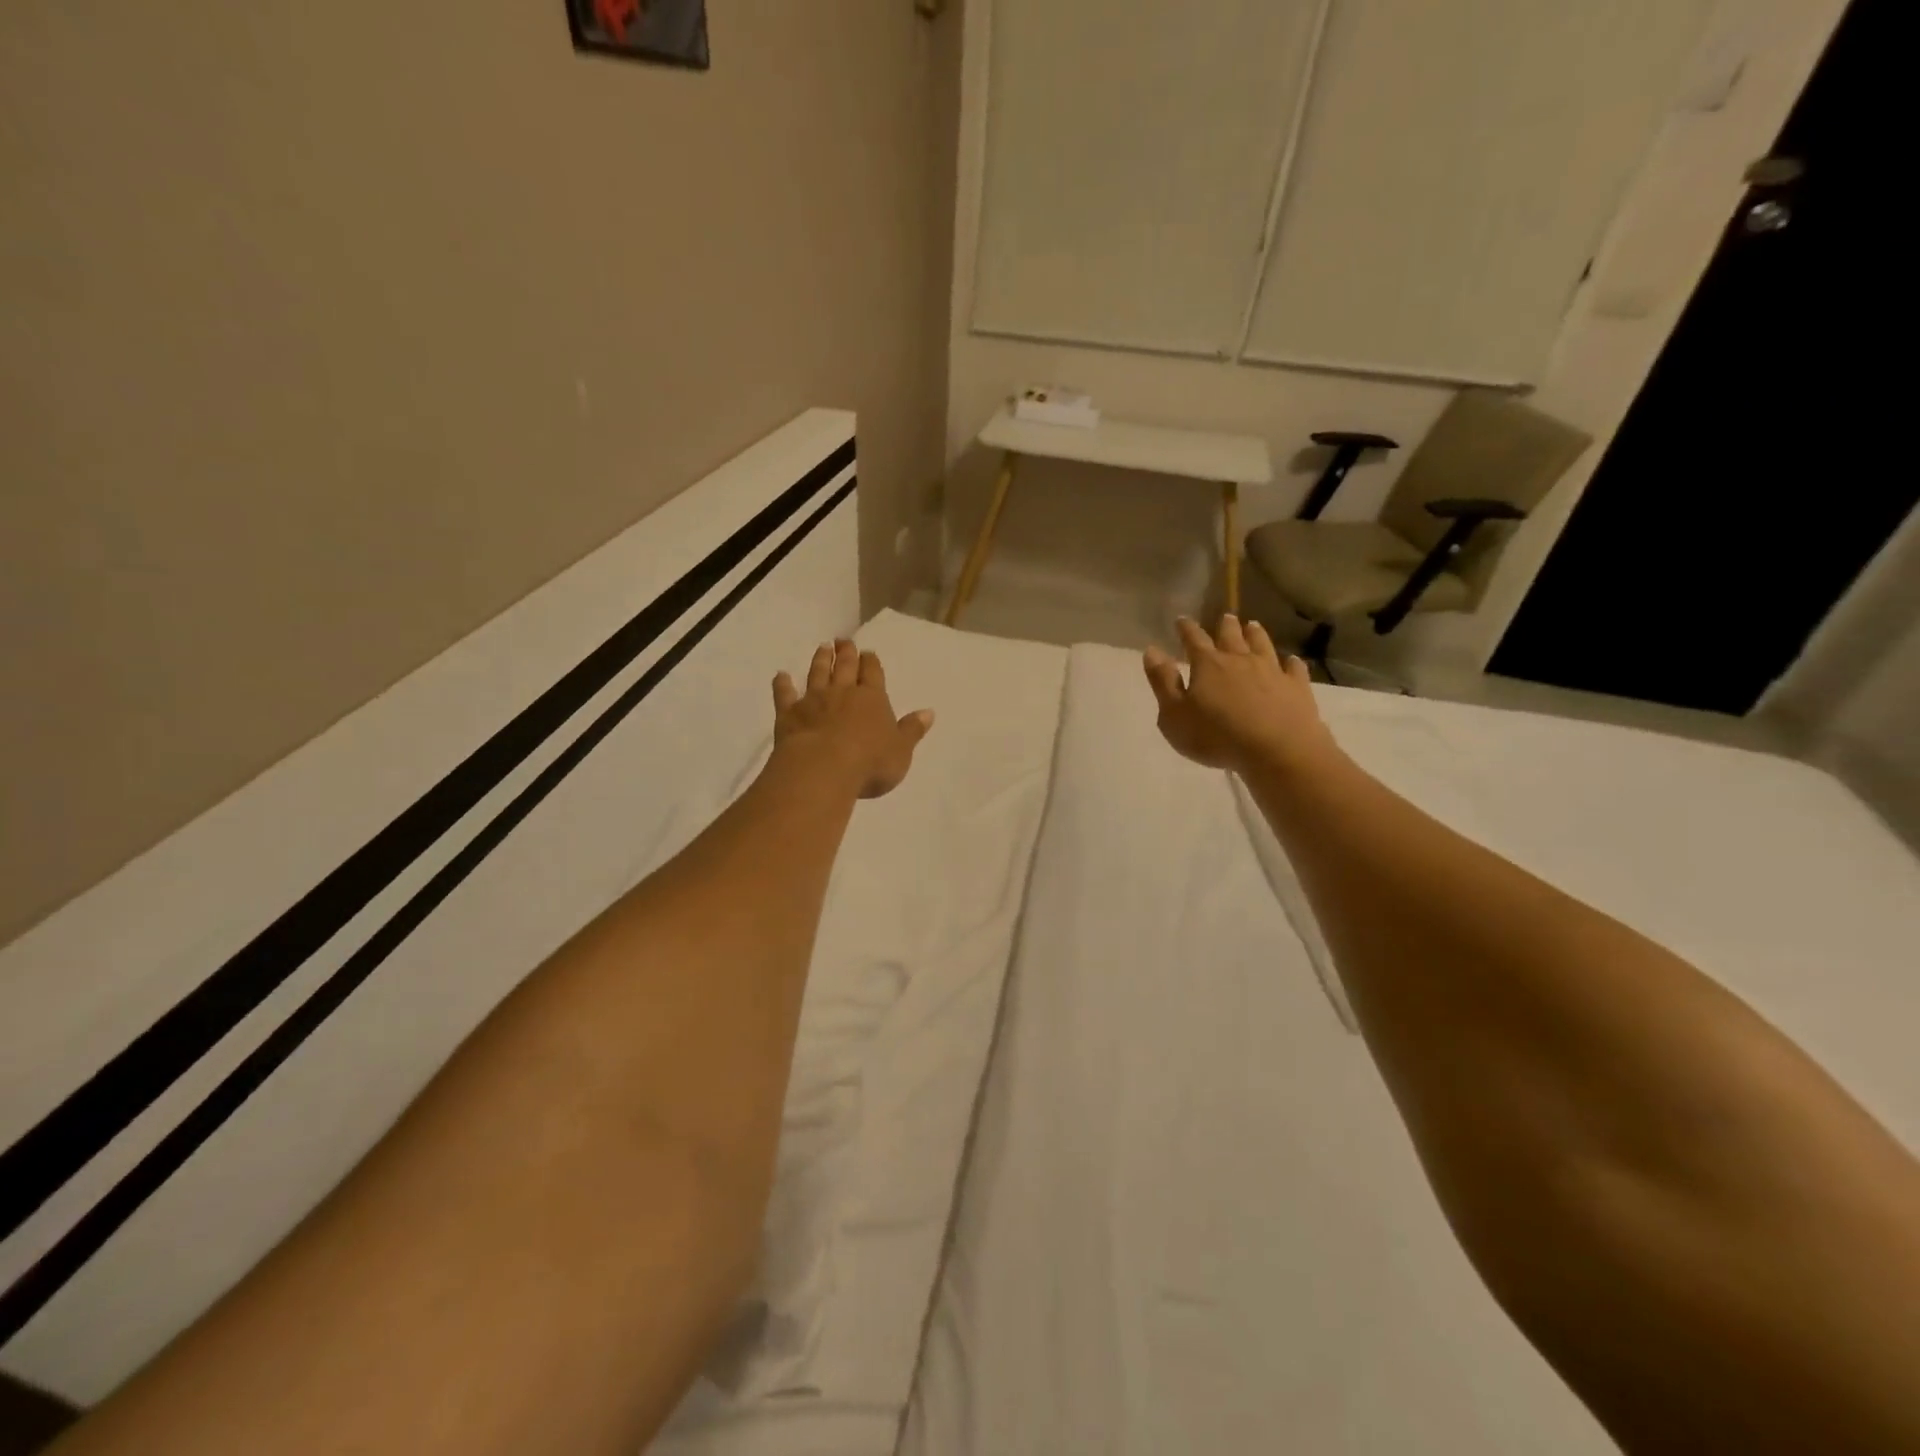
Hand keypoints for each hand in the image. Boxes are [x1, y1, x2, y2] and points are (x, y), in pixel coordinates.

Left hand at [773, 639, 934, 798]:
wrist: (823, 770)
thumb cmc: (870, 763)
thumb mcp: (901, 751)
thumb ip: (912, 730)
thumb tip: (928, 712)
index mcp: (872, 698)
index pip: (873, 673)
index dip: (870, 662)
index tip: (867, 652)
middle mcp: (843, 693)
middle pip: (845, 667)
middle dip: (846, 653)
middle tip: (843, 640)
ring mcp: (814, 701)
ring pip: (817, 674)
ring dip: (820, 660)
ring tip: (822, 648)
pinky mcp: (789, 714)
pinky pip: (785, 695)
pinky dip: (782, 685)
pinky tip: (780, 676)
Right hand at [1143, 616, 1337, 775]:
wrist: (1276, 750)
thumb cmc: (1216, 736)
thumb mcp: (1174, 715)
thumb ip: (1163, 682)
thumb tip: (1152, 651)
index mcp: (1207, 665)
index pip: (1194, 639)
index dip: (1186, 629)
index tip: (1181, 620)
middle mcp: (1240, 660)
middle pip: (1231, 636)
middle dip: (1225, 626)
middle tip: (1225, 617)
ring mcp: (1272, 671)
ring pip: (1262, 645)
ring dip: (1256, 634)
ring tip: (1253, 625)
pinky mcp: (1296, 687)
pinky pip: (1294, 668)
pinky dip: (1291, 662)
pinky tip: (1291, 660)